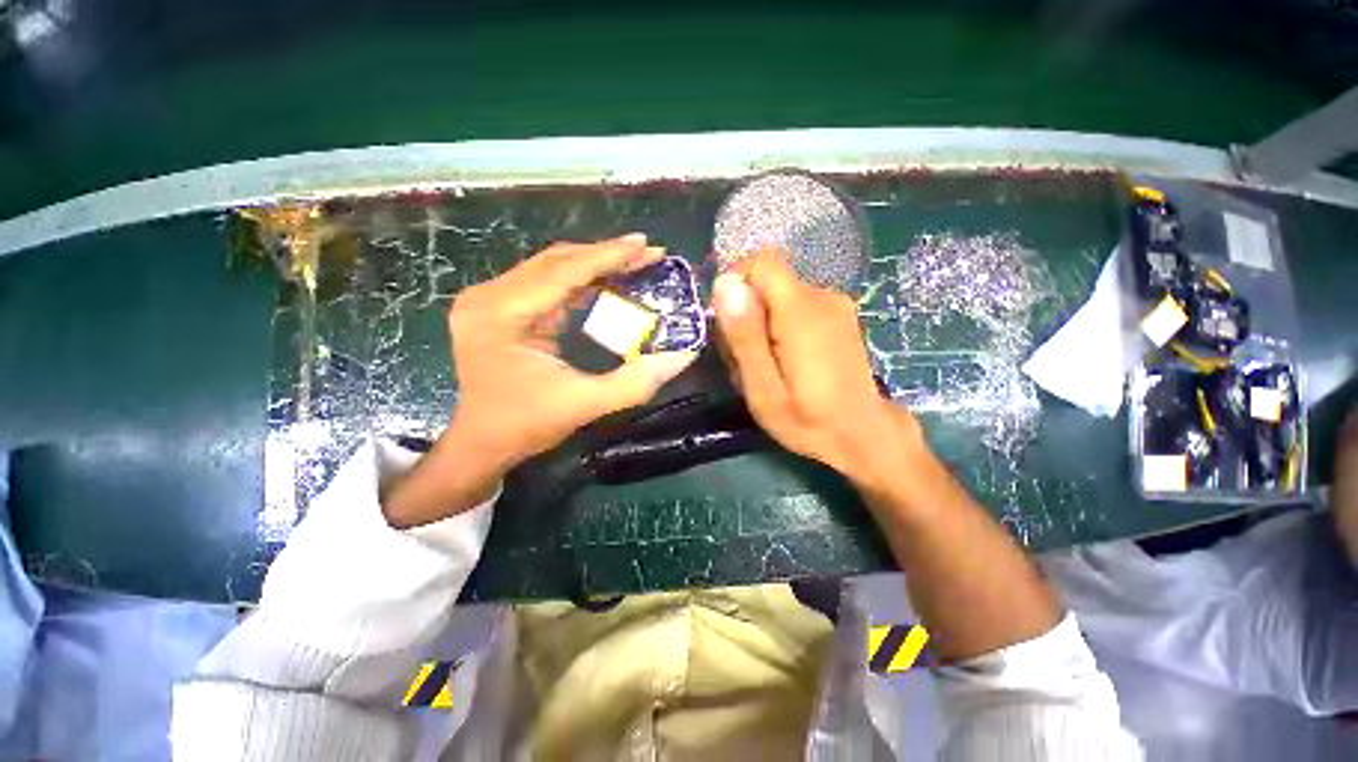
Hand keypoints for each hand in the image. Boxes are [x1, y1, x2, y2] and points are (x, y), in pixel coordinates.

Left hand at [383, 235, 697, 526]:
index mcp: (500, 314)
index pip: (562, 273)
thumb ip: (634, 382)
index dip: (608, 257)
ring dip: (595, 265)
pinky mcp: (502, 309)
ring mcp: (492, 300)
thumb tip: (683, 355)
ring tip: (634, 263)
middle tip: (648, 253)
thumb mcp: (584, 404)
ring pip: (552, 268)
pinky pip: (548, 285)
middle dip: (606, 256)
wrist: (483, 443)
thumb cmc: (525, 425)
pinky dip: (582, 281)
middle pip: (556, 262)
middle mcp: (489, 297)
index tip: (646, 245)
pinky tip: (609, 282)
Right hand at [713, 248, 925, 493]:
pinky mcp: (838, 314)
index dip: (737, 283)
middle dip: (745, 314)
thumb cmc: (808, 420)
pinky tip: (782, 361)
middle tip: (744, 360)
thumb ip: (745, 336)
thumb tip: (726, 283)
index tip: (729, 324)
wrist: (864, 435)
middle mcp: (822, 296)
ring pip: (777, 296)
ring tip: (762, 367)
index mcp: (801, 312)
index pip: (762, 261)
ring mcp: (834, 304)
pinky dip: (778, 328)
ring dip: (759, 325)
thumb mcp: (764, 388)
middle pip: (766, 282)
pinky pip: (794, 306)